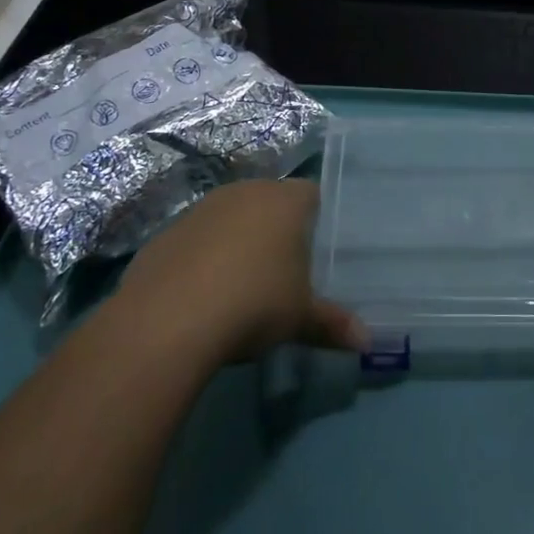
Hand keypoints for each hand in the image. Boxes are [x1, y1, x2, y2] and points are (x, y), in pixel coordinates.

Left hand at [115, 179, 365, 366]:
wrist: (167, 319)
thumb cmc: (253, 303)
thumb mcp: (299, 319)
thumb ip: (333, 324)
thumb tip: (367, 341)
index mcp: (285, 201)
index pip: (312, 194)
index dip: (318, 218)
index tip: (320, 249)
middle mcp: (245, 192)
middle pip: (270, 202)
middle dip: (278, 229)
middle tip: (286, 269)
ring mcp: (202, 208)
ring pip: (232, 217)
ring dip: (238, 241)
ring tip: (243, 284)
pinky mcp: (167, 232)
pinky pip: (197, 239)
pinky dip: (203, 258)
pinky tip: (202, 294)